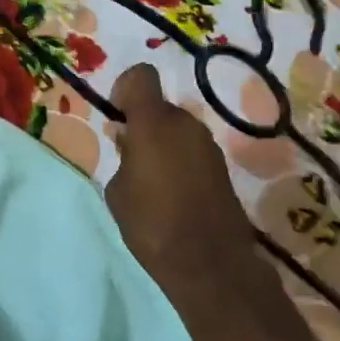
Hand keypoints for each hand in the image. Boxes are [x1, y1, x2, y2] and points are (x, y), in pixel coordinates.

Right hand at [104, 64, 273, 316]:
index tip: (118, 118)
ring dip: (162, 143)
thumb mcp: (118, 190)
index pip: (140, 76)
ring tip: (151, 182)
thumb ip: (122, 156)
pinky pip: (191, 148)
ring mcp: (207, 144)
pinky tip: (173, 193)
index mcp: (154, 122)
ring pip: (176, 128)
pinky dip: (179, 160)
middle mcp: (185, 123)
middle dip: (142, 124)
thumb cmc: (152, 225)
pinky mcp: (221, 165)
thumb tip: (129, 141)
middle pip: (158, 107)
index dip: (125, 90)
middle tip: (129, 157)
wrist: (210, 264)